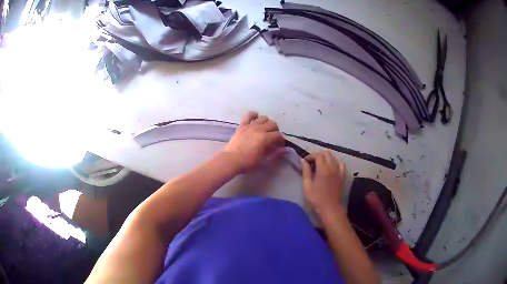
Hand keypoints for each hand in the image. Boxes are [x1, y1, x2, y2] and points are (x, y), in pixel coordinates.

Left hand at [223, 111, 283, 171]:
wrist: (231, 160)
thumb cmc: (248, 162)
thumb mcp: (264, 161)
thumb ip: (275, 154)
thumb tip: (284, 149)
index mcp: (266, 138)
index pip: (278, 135)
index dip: (280, 140)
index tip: (278, 146)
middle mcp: (259, 129)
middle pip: (273, 124)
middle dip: (275, 131)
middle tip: (273, 138)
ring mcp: (250, 126)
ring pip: (263, 118)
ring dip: (267, 123)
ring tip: (265, 130)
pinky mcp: (242, 125)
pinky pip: (249, 115)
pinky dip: (254, 115)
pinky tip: (256, 119)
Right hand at [301, 151, 346, 214]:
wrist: (330, 208)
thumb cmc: (316, 199)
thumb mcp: (307, 186)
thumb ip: (305, 172)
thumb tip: (303, 160)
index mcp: (323, 170)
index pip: (318, 155)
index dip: (310, 156)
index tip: (305, 162)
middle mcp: (332, 168)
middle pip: (327, 153)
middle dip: (318, 155)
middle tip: (312, 162)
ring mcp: (339, 171)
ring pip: (334, 157)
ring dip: (326, 158)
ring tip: (321, 164)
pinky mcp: (342, 176)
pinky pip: (341, 164)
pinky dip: (335, 162)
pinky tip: (331, 167)